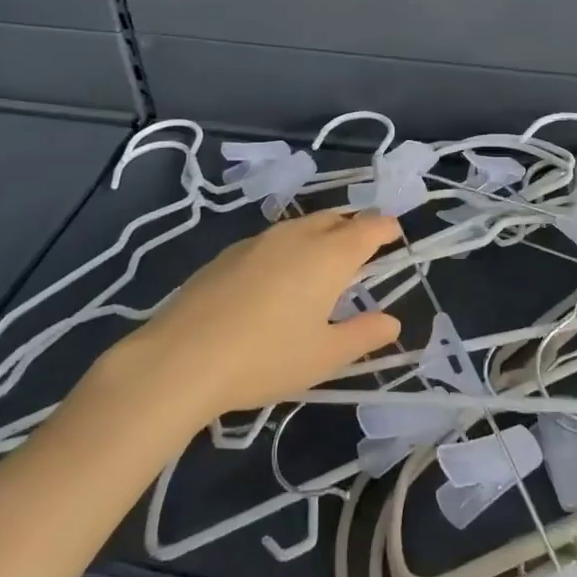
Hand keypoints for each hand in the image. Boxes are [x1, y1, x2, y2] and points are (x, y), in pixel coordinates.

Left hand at [105, 209, 403, 420]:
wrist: (181, 358)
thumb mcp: (324, 356)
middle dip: (354, 227)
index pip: (369, 226)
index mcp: (329, 254)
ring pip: (302, 225)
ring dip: (320, 235)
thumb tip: (393, 322)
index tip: (395, 235)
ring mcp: (259, 240)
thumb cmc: (265, 357)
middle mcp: (298, 235)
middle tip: (362, 251)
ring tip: (322, 263)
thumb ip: (364, 335)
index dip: (386, 228)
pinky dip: (288, 248)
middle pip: (336, 218)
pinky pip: (273, 239)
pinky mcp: (228, 253)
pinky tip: (276, 279)